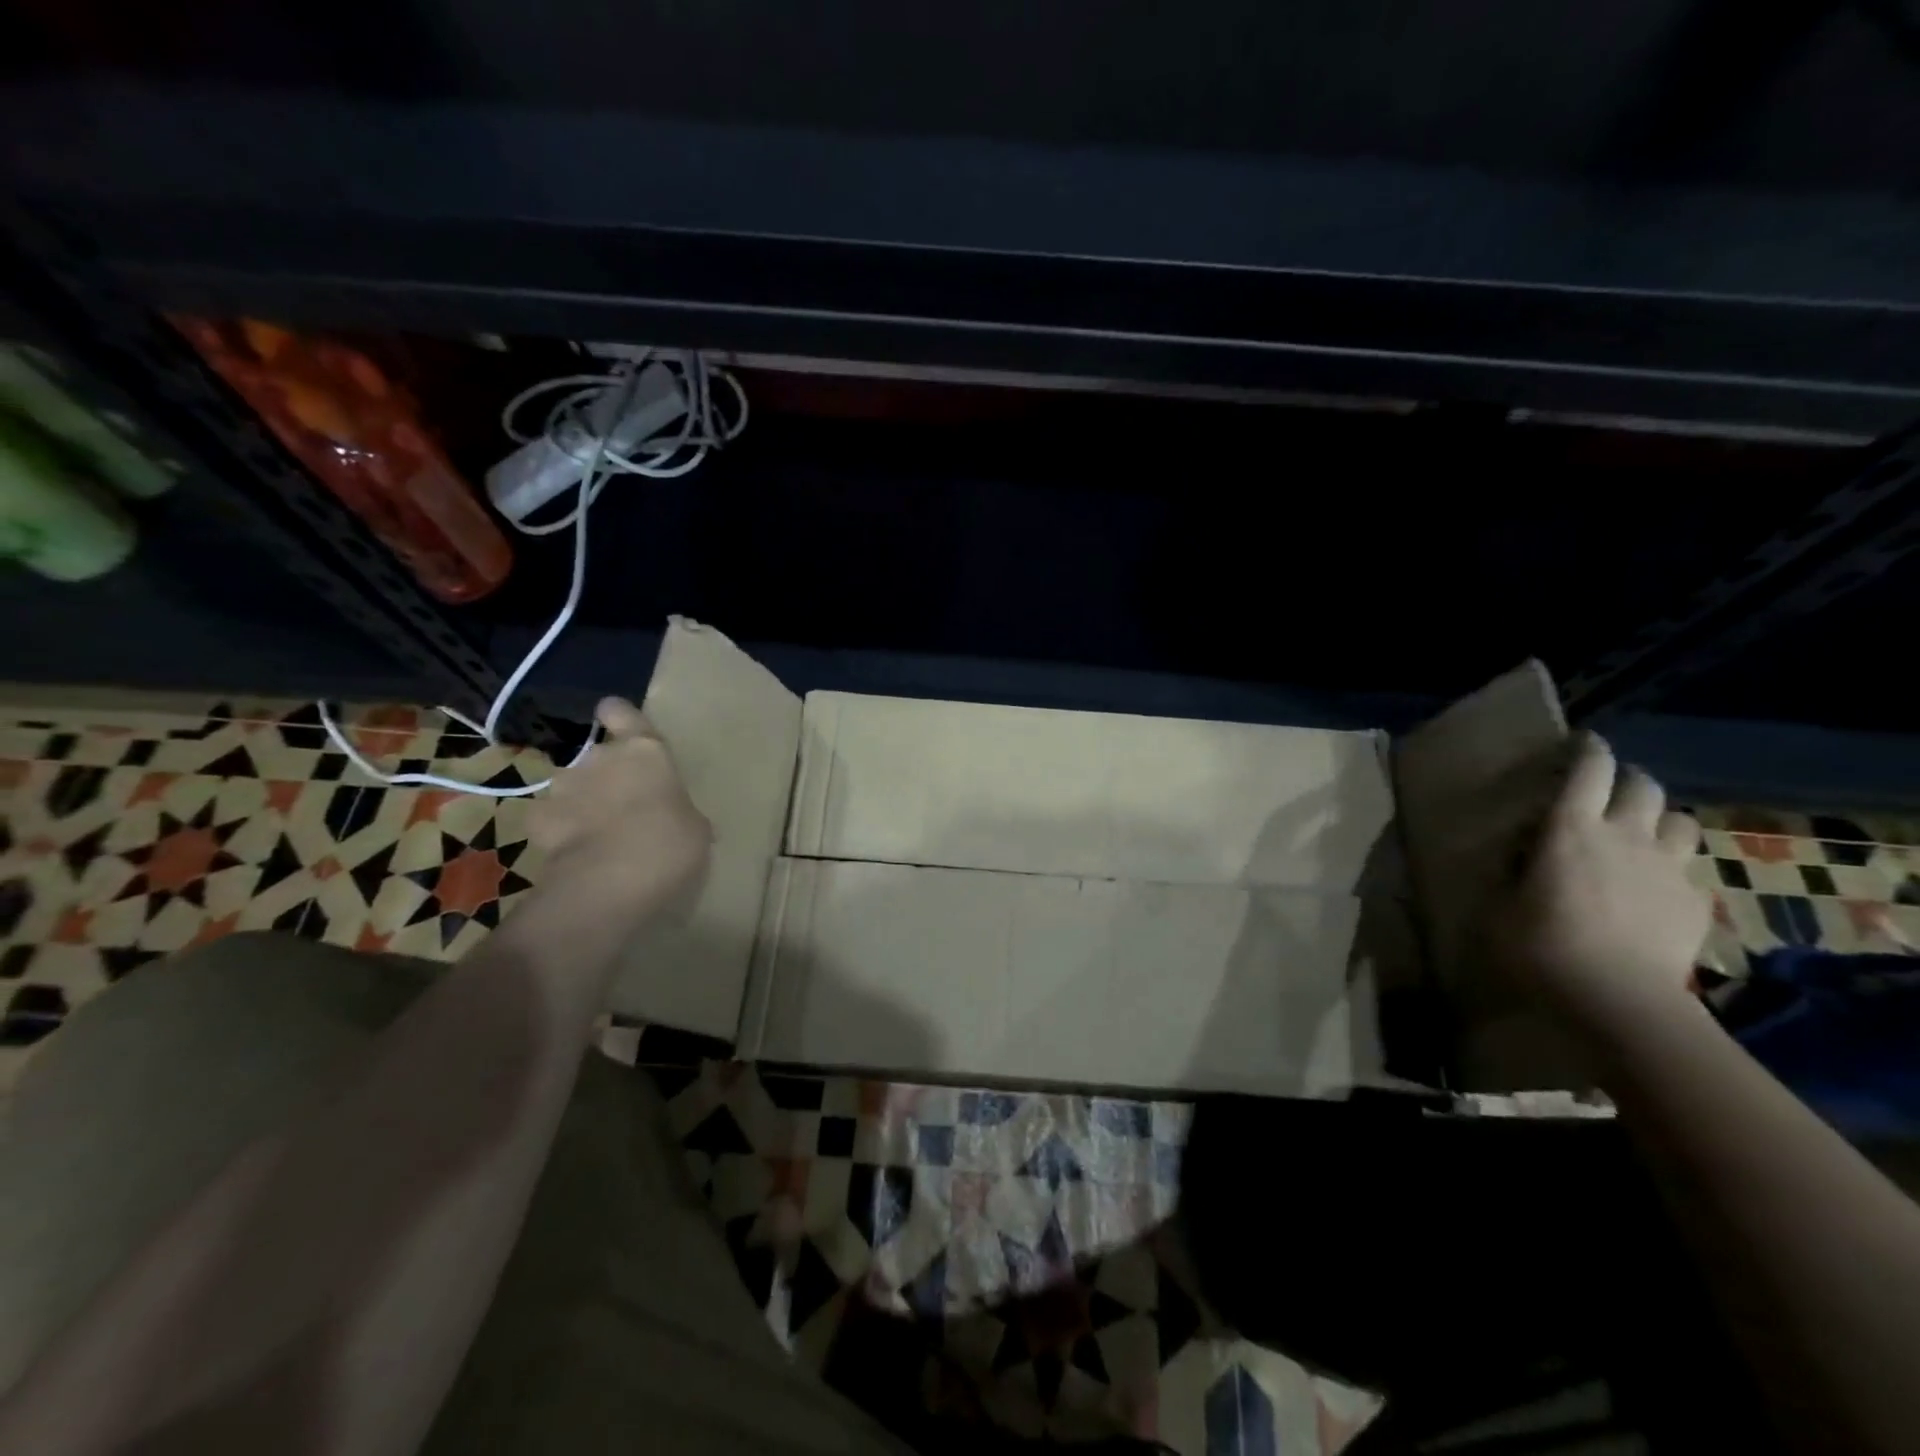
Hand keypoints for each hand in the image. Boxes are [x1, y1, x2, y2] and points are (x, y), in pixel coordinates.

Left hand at [529, 698, 711, 921]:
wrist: (611, 882)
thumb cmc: (670, 844)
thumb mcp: (694, 827)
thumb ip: (679, 811)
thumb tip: (678, 820)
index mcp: (645, 751)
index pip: (620, 711)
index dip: (618, 717)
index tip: (620, 728)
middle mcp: (601, 758)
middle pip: (598, 754)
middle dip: (606, 775)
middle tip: (624, 805)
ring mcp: (564, 787)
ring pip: (572, 785)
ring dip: (582, 801)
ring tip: (597, 834)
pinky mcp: (537, 820)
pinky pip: (549, 817)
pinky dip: (559, 830)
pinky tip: (573, 852)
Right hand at [1491, 733, 1709, 1039]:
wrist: (1617, 997)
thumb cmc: (1540, 944)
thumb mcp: (1501, 903)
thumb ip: (1514, 870)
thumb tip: (1520, 855)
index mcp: (1570, 828)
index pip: (1589, 770)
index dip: (1589, 749)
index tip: (1584, 742)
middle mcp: (1624, 835)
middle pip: (1643, 785)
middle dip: (1628, 779)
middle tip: (1611, 789)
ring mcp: (1667, 867)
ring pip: (1679, 820)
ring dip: (1660, 818)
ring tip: (1644, 831)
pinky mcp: (1694, 900)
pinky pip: (1690, 866)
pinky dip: (1674, 863)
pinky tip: (1657, 882)